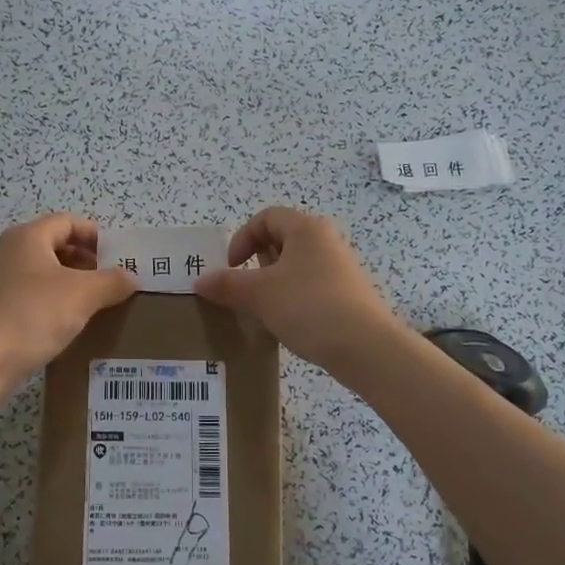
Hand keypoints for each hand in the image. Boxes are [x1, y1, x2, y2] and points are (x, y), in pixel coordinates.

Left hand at [0, 214, 136, 383]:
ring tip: (93, 304)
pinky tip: (66, 323)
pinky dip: (51, 301)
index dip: (95, 235)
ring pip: (42, 272)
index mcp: (27, 237)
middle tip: (109, 282)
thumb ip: (112, 281)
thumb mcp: (84, 295)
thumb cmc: (35, 314)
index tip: (117, 258)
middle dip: (85, 261)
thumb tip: (130, 277)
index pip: (67, 222)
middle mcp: (8, 251)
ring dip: (69, 283)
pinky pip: (30, 295)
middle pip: (54, 245)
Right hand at [193, 206, 404, 370]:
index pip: (266, 217)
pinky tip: (288, 323)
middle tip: (246, 288)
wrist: (365, 347)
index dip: (242, 238)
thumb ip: (227, 284)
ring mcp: (341, 268)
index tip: (232, 267)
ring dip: (274, 282)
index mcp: (306, 228)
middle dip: (257, 261)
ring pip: (296, 265)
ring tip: (263, 308)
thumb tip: (199, 281)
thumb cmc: (308, 306)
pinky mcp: (347, 295)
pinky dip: (293, 298)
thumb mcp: (259, 294)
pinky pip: (311, 287)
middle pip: (282, 239)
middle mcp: (326, 241)